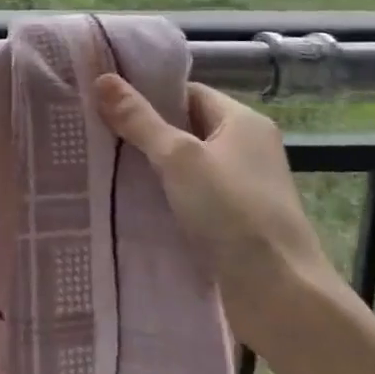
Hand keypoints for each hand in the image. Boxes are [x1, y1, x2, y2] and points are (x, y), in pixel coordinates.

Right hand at [92, 76, 335, 303]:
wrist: (280, 295)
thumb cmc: (232, 212)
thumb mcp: (179, 159)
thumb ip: (140, 120)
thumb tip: (103, 79)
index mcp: (243, 121)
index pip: (188, 92)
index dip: (149, 94)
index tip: (106, 100)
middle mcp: (246, 148)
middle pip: (185, 127)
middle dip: (143, 131)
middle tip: (94, 131)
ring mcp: (241, 187)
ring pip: (186, 165)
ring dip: (151, 167)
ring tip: (101, 164)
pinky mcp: (233, 222)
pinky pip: (191, 196)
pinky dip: (164, 196)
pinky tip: (129, 202)